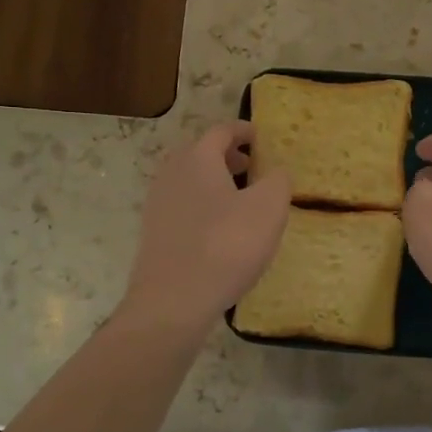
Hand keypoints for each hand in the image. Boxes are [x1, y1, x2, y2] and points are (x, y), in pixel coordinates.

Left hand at [121, 122, 291, 333]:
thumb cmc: (226, 246)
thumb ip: (277, 181)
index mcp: (198, 159)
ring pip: (188, 180)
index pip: (221, 132)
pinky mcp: (154, 233)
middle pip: (199, 153)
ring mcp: (157, 204)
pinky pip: (181, 205)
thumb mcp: (268, 209)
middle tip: (250, 166)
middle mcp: (172, 174)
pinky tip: (218, 229)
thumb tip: (276, 171)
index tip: (260, 136)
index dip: (243, 131)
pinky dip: (201, 205)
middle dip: (225, 156)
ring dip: (213, 181)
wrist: (173, 300)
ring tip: (238, 199)